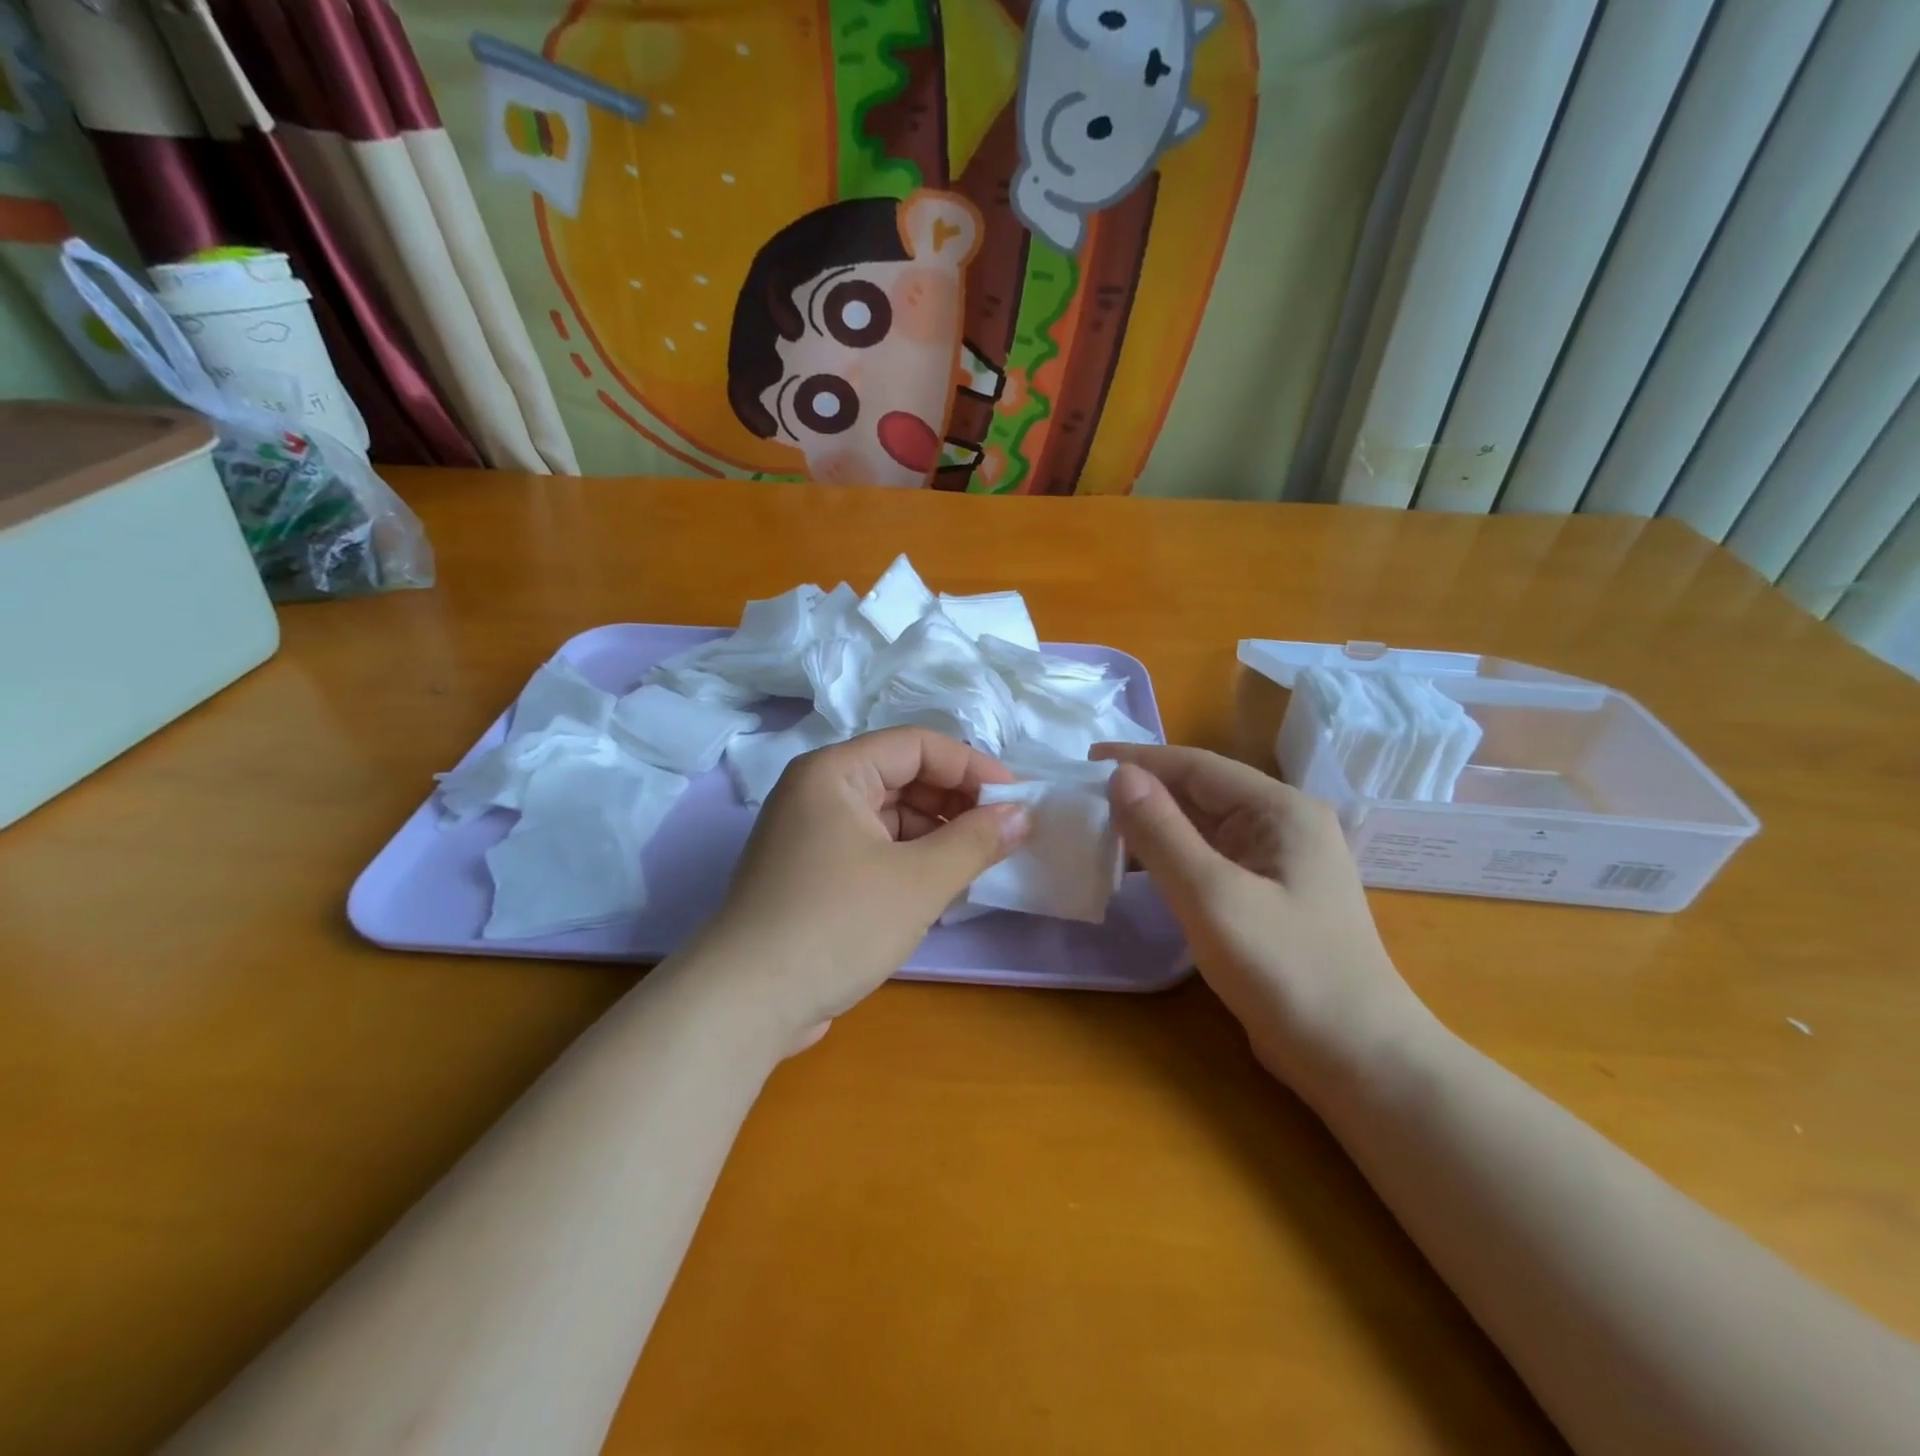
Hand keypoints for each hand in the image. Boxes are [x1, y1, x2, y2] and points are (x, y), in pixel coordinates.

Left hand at [691, 728, 1027, 1041]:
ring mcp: (811, 833)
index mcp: (835, 772)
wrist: (746, 1003)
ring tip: (977, 863)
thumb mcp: (919, 881)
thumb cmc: (837, 925)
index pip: (917, 746)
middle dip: (956, 803)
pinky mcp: (812, 872)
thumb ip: (976, 841)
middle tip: (1003, 835)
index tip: (1017, 801)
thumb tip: (1022, 815)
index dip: (971, 768)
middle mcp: (817, 791)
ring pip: (890, 815)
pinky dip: (910, 859)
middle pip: (902, 776)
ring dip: (936, 834)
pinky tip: (940, 885)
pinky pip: (873, 846)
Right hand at [1092, 743, 1431, 1092]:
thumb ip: (1162, 833)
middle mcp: (1283, 825)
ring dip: (1153, 827)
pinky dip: (1171, 859)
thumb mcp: (1213, 897)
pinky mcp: (1268, 897)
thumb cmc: (1287, 971)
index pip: (1197, 766)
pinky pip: (1210, 861)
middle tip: (1082, 800)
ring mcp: (1278, 863)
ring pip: (1202, 829)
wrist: (1357, 1059)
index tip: (1083, 761)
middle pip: (1200, 793)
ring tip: (1098, 830)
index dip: (1138, 761)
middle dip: (1142, 793)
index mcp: (1281, 810)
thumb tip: (1119, 775)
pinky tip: (1137, 870)